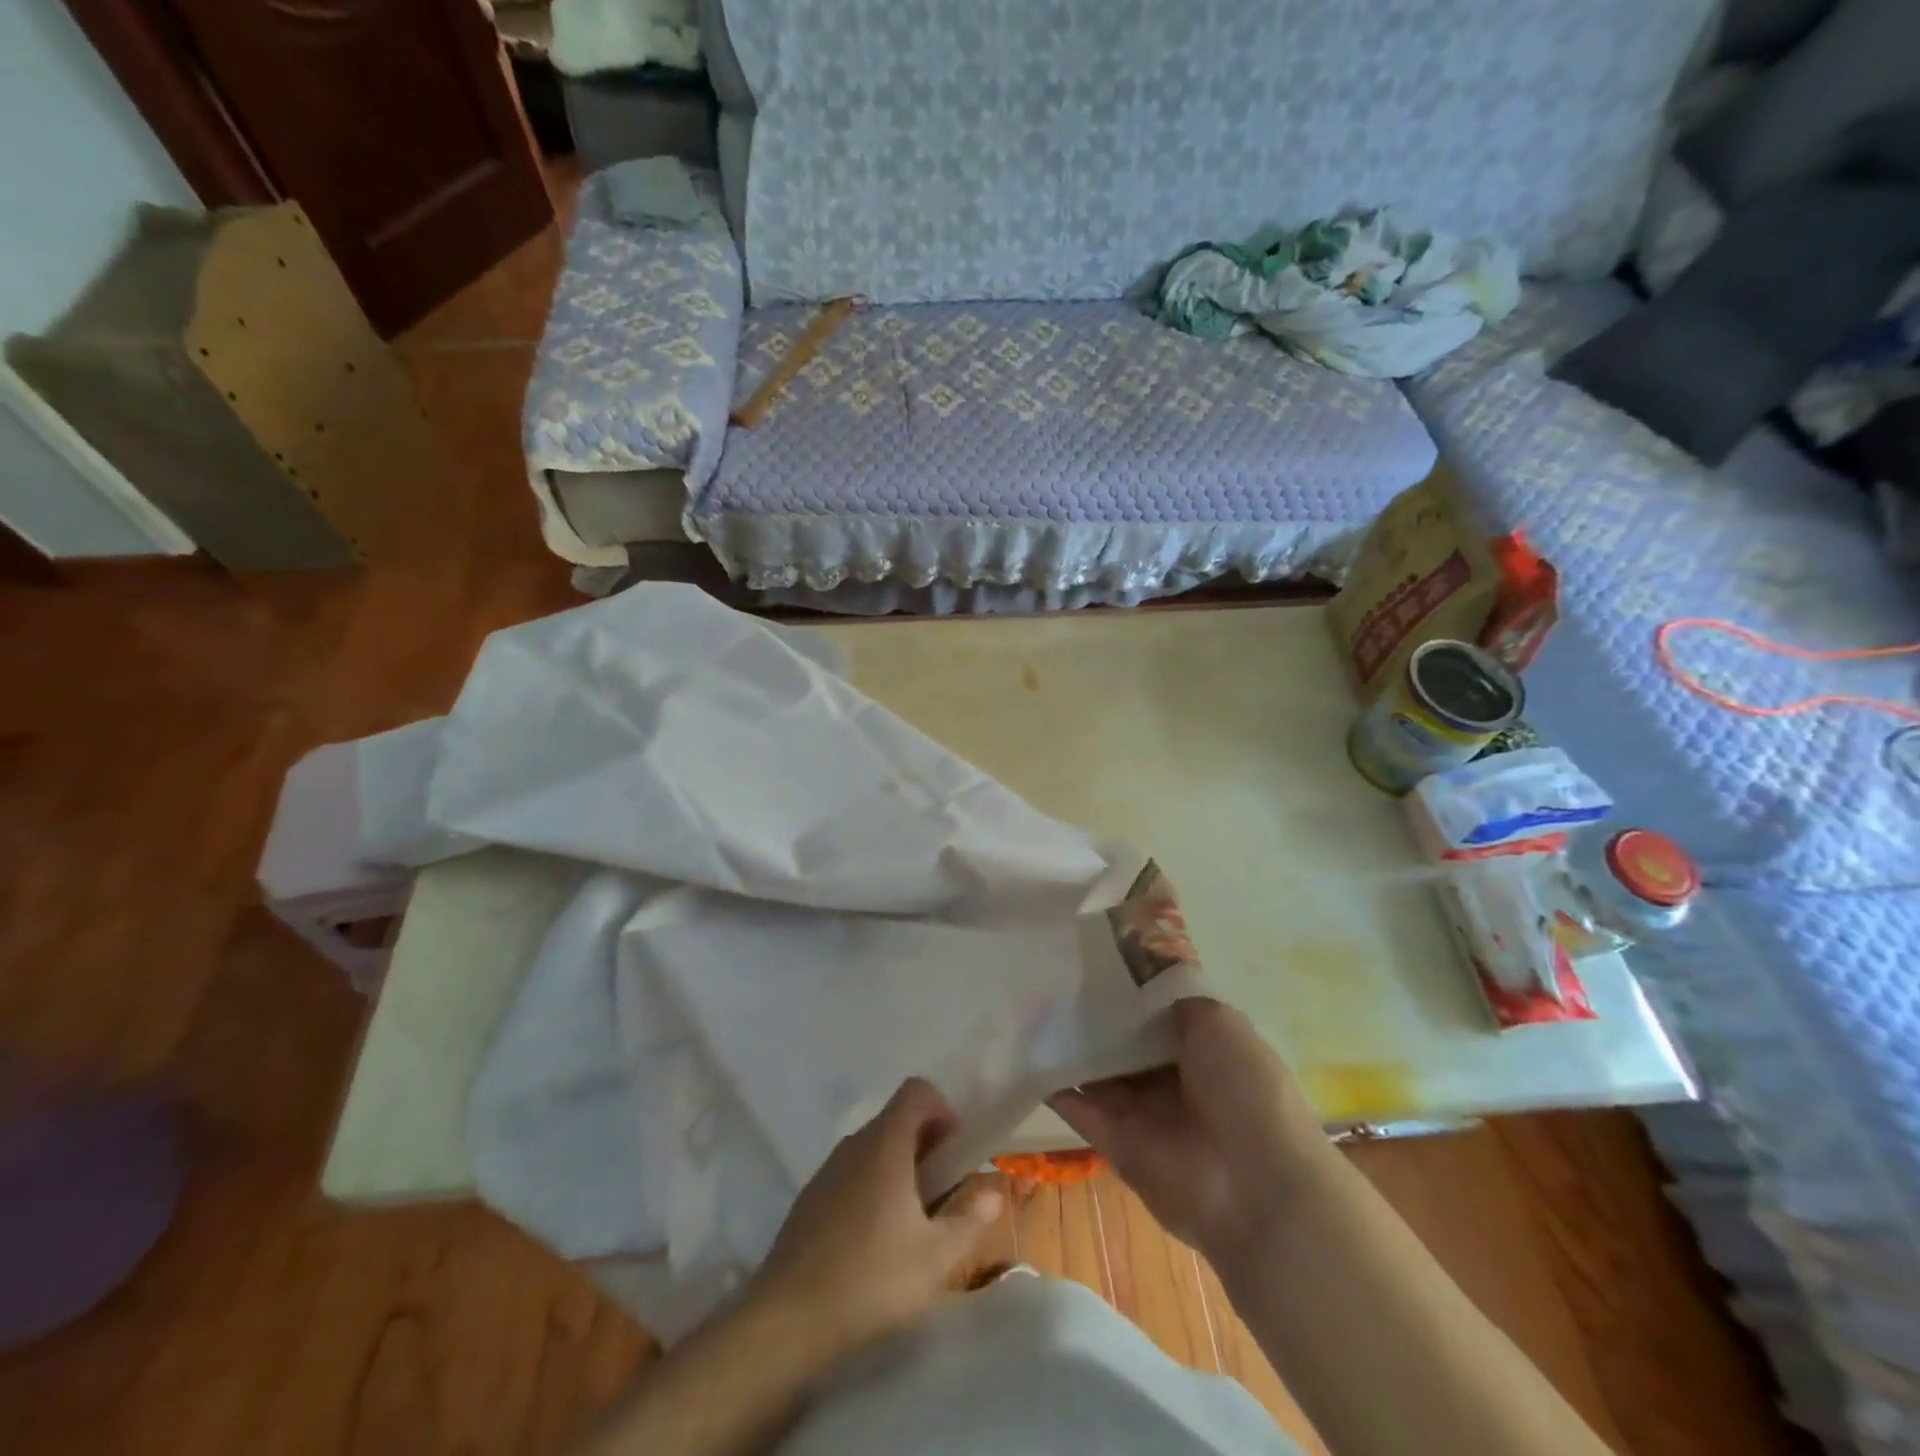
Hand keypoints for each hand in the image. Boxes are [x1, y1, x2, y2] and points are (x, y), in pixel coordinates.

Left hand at [748, 1078, 1003, 1361]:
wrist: (786, 1319)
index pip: (917, 1090)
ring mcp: (828, 1169)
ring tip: (912, 1224)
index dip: (944, 1110)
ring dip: (900, 1170)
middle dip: (928, 1146)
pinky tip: (874, 1243)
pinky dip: (873, 1189)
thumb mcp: (935, 1258)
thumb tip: (992, 1192)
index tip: (956, 1154)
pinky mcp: (810, 1198)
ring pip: (874, 1149)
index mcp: (885, 1143)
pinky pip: (852, 1174)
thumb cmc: (870, 1278)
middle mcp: (855, 1144)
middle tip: (943, 1195)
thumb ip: (970, 1219)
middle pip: (898, 1120)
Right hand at [1049, 998, 1334, 1265]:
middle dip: (1094, 1013)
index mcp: (1205, 1049)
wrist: (1253, 1186)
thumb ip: (1176, 1000)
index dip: (1129, 989)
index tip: (1092, 958)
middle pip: (1123, 1040)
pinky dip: (1053, 1082)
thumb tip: (1142, 983)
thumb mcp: (1220, 1023)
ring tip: (1030, 1002)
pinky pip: (1078, 1106)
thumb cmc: (1245, 1090)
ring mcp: (1141, 1112)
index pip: (1157, 1012)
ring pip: (1098, 1070)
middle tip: (1051, 975)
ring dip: (1070, 1043)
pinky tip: (1024, 1049)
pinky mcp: (1114, 1142)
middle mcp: (1171, 1079)